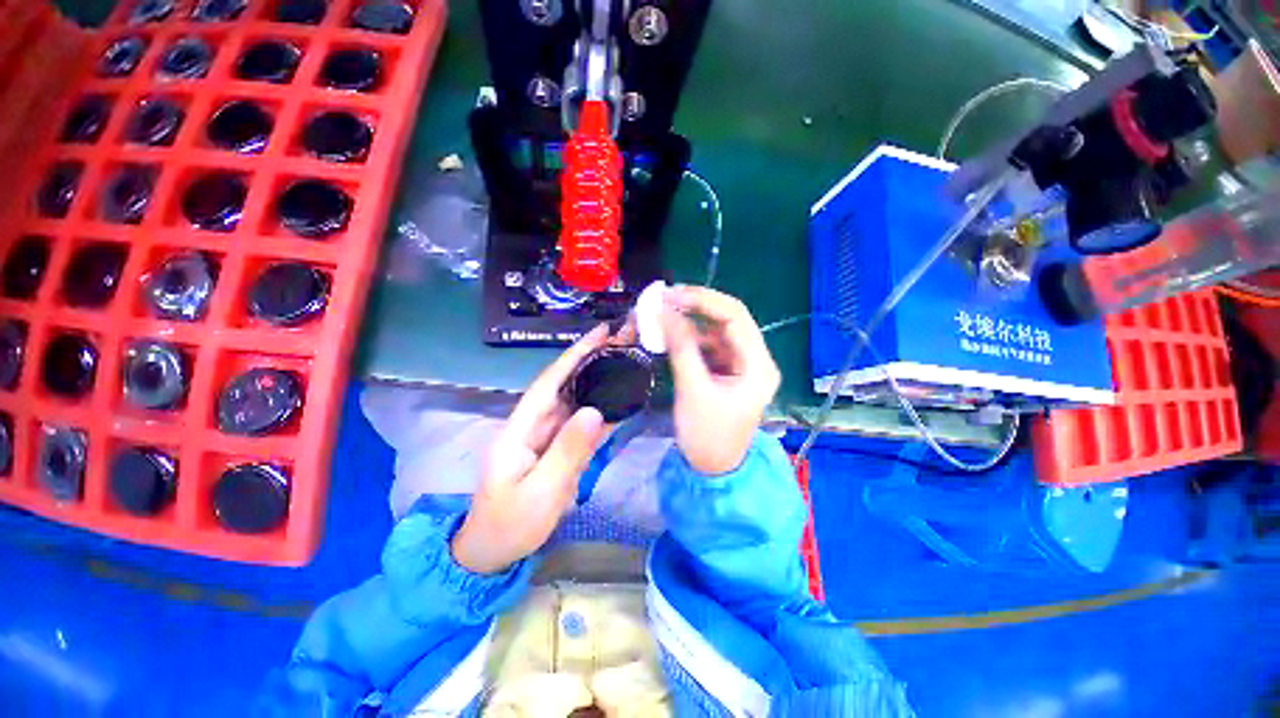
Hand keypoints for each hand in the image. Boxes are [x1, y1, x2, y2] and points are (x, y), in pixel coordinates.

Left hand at [452, 326, 610, 573]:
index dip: (574, 355)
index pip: (550, 382)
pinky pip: (582, 424)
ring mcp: (547, 437)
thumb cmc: (511, 524)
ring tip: (625, 360)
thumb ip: (567, 451)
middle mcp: (534, 424)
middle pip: (565, 385)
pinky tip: (620, 398)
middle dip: (591, 359)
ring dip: (599, 379)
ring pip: (576, 400)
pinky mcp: (559, 449)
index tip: (600, 334)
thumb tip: (595, 410)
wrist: (494, 552)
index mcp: (521, 428)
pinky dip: (602, 409)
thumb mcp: (540, 492)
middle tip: (622, 340)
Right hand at [660, 286, 780, 474]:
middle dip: (695, 307)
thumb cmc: (708, 436)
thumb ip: (681, 347)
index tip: (671, 294)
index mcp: (758, 365)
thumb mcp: (694, 390)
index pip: (735, 317)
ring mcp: (739, 365)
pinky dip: (688, 338)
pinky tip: (669, 336)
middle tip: (663, 299)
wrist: (712, 470)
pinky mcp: (725, 372)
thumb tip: (664, 310)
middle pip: (727, 320)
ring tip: (661, 315)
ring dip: (689, 322)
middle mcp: (754, 359)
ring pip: (714, 332)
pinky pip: (707, 346)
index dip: (703, 300)